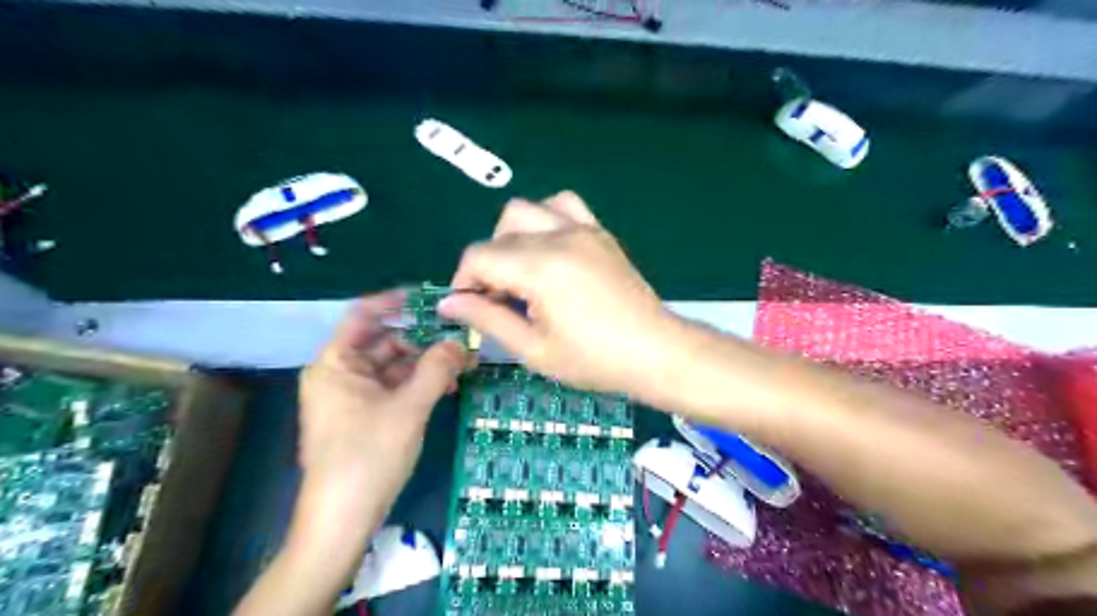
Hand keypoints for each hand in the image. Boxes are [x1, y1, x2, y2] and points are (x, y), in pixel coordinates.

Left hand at [299, 291, 469, 522]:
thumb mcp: (409, 407)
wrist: (342, 519)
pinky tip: (445, 389)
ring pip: (392, 367)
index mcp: (336, 363)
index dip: (396, 301)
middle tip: (460, 339)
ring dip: (425, 365)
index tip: (431, 298)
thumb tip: (461, 342)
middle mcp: (340, 374)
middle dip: (423, 341)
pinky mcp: (363, 416)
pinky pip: (392, 388)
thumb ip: (437, 368)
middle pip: (384, 342)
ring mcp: (351, 397)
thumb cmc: (369, 455)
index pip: (363, 315)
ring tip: (461, 367)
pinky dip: (417, 385)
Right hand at [440, 190, 678, 392]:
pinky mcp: (599, 232)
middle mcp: (559, 236)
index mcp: (540, 267)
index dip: (464, 282)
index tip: (470, 309)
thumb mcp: (534, 349)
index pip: (479, 256)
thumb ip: (487, 319)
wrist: (655, 351)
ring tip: (520, 273)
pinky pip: (563, 205)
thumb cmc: (594, 359)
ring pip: (526, 210)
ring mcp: (583, 229)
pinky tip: (548, 249)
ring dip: (511, 237)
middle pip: (499, 232)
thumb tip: (448, 304)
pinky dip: (545, 219)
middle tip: (497, 299)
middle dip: (486, 263)